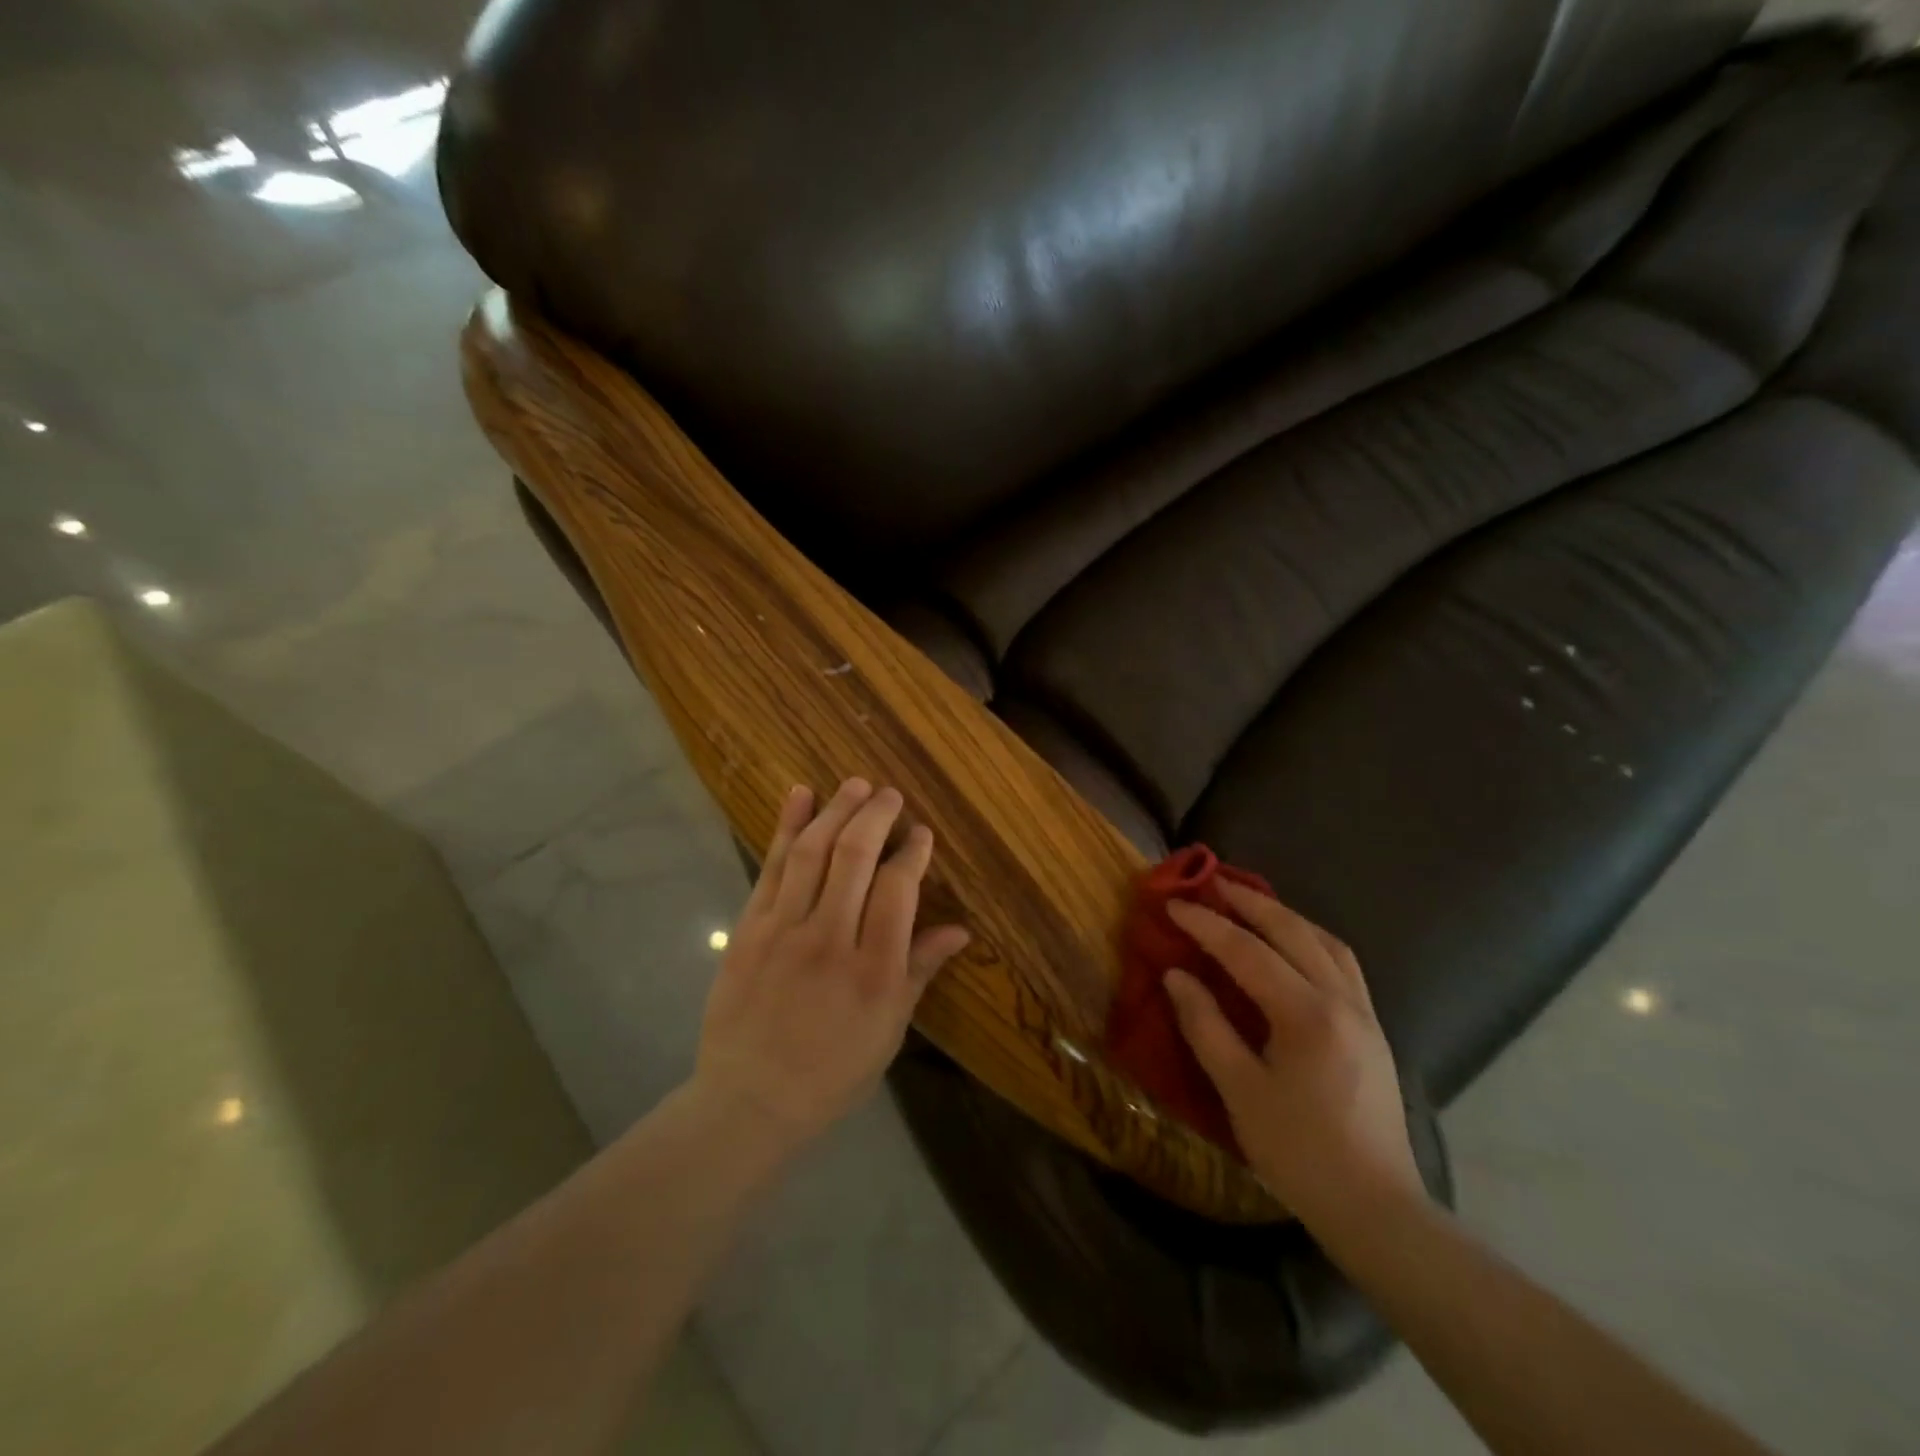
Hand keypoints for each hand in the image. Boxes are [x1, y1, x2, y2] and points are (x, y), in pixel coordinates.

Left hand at [693, 779, 969, 1153]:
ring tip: (855, 784)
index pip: (899, 889)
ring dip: (836, 810)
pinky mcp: (749, 927)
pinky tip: (799, 796)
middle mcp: (830, 938)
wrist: (750, 1100)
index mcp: (874, 969)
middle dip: (877, 816)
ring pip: (813, 852)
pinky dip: (786, 827)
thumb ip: (919, 971)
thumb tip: (959, 930)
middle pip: (856, 856)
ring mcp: (784, 929)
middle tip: (890, 794)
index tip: (921, 833)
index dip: (913, 852)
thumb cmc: (832, 1071)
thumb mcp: (889, 1030)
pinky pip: (771, 867)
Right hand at [1163, 883, 1422, 1230]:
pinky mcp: (1374, 1029)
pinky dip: (1311, 939)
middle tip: (1213, 883)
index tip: (1174, 904)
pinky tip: (1293, 945)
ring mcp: (1365, 1013)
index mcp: (1307, 1015)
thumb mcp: (1239, 1091)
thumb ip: (1205, 1026)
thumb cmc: (1299, 1152)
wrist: (1376, 1209)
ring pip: (1326, 942)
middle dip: (1250, 902)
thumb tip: (1176, 975)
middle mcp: (1342, 1001)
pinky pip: (1342, 963)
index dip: (1207, 925)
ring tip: (1251, 904)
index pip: (1247, 952)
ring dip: (1285, 916)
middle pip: (1293, 931)